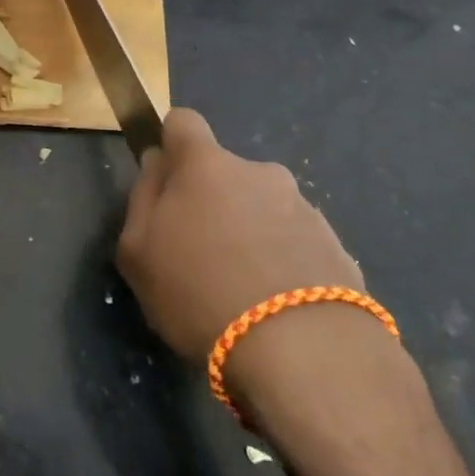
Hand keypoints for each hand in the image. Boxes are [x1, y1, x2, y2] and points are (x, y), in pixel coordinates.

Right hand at [117, 108, 365, 366]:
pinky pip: (294, 243)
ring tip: (241, 291)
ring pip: (262, 209)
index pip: (183, 123)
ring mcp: (304, 207)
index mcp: (206, 164)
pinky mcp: (336, 247)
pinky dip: (281, 262)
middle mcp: (259, 172)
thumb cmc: (198, 291)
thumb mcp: (138, 251)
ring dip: (249, 234)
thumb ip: (143, 197)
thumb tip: (157, 164)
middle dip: (211, 202)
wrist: (303, 352)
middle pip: (224, 173)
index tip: (166, 182)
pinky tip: (274, 307)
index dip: (171, 145)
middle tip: (198, 255)